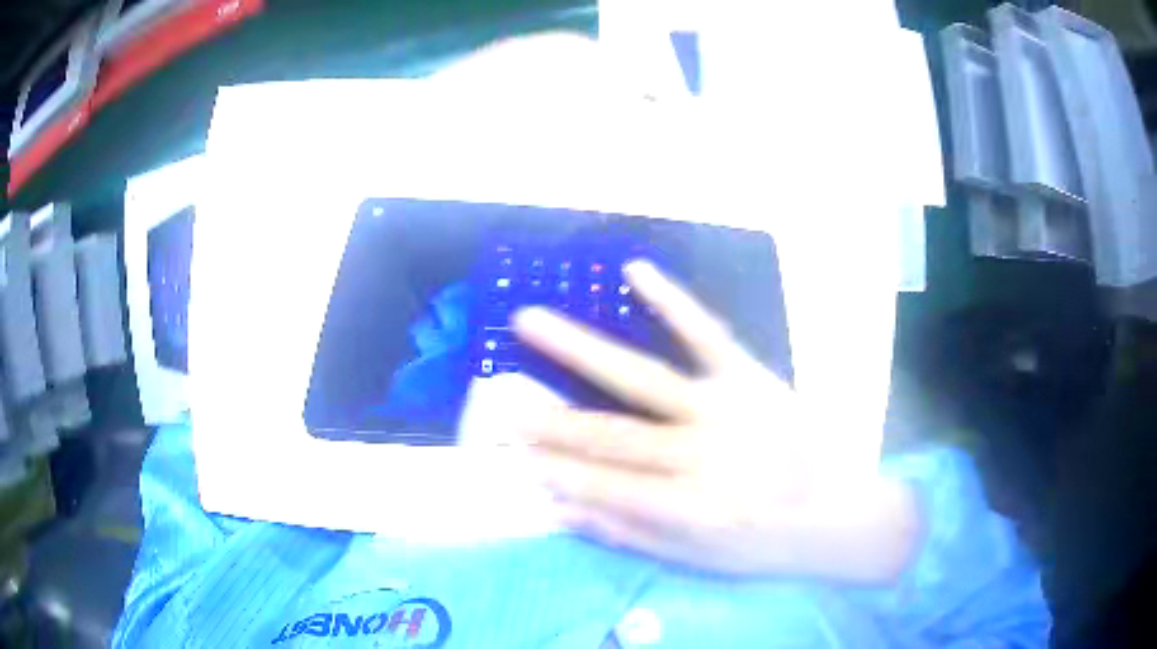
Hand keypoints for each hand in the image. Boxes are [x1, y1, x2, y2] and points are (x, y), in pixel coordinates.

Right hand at [512, 261, 917, 581]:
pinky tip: (636, 271)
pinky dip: (673, 302)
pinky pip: (708, 334)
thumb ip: (629, 532)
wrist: (838, 512)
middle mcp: (703, 458)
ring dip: (580, 351)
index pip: (604, 486)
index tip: (513, 457)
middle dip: (550, 420)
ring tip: (531, 321)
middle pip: (612, 435)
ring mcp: (728, 410)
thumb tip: (562, 507)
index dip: (555, 472)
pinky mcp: (752, 378)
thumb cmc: (765, 545)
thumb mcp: (698, 561)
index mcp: (690, 511)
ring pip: (642, 378)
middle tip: (500, 401)